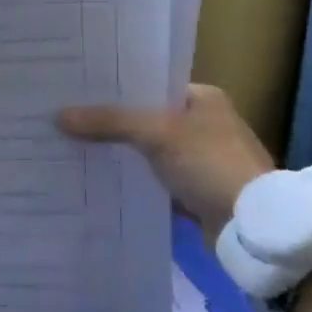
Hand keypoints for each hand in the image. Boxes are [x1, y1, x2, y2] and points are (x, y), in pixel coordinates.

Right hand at [57, 84, 276, 245]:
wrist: (253, 226)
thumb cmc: (211, 164)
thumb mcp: (157, 134)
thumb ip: (109, 122)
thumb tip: (58, 116)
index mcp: (203, 98)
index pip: (149, 85)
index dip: (114, 88)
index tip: (77, 91)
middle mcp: (203, 124)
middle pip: (145, 118)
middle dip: (110, 122)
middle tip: (66, 117)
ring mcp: (200, 160)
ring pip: (147, 151)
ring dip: (119, 153)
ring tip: (72, 146)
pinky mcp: (194, 192)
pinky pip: (153, 179)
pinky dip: (132, 180)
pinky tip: (98, 179)